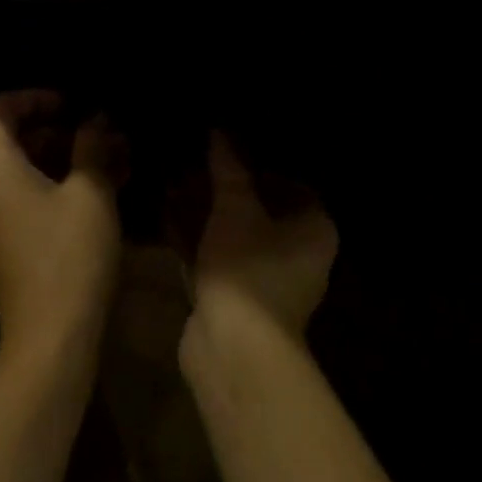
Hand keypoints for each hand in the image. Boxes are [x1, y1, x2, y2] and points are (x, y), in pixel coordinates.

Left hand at [0, 91, 126, 381]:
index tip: (74, 103)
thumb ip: (92, 145)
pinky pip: (28, 196)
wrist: (51, 341)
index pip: (0, 110)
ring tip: (114, 157)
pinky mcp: (6, 243)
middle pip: (14, 138)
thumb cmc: (69, 254)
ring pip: (26, 169)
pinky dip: (60, 185)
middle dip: (61, 129)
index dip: (36, 97)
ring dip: (67, 158)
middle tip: (103, 130)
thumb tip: (96, 119)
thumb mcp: (90, 191)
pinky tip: (105, 187)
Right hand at [181, 131, 338, 346]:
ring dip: (207, 213)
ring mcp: (269, 282)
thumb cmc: (248, 267)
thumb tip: (220, 131)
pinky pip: (219, 259)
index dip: (262, 166)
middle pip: (261, 210)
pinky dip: (198, 241)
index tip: (230, 150)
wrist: (233, 350)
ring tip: (175, 184)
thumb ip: (229, 168)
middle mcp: (300, 255)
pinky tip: (167, 219)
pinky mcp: (239, 302)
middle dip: (226, 188)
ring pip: (236, 235)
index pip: (293, 185)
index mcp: (314, 229)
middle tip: (196, 164)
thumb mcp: (235, 206)